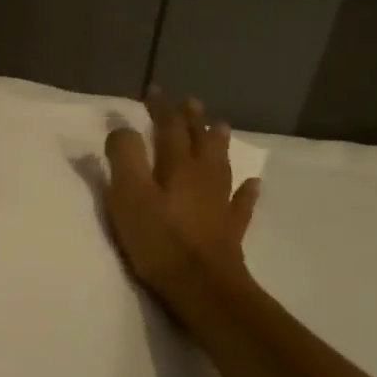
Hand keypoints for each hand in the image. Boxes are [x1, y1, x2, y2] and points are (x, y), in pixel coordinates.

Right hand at [104, 89, 260, 300]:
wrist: (202, 286)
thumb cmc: (158, 239)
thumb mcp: (128, 195)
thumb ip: (124, 157)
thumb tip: (123, 128)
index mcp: (177, 165)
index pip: (169, 127)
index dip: (161, 108)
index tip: (154, 90)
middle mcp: (203, 176)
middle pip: (199, 140)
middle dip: (192, 119)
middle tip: (191, 102)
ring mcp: (221, 202)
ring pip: (222, 163)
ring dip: (219, 142)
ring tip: (220, 126)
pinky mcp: (230, 228)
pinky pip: (242, 201)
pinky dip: (247, 189)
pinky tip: (253, 183)